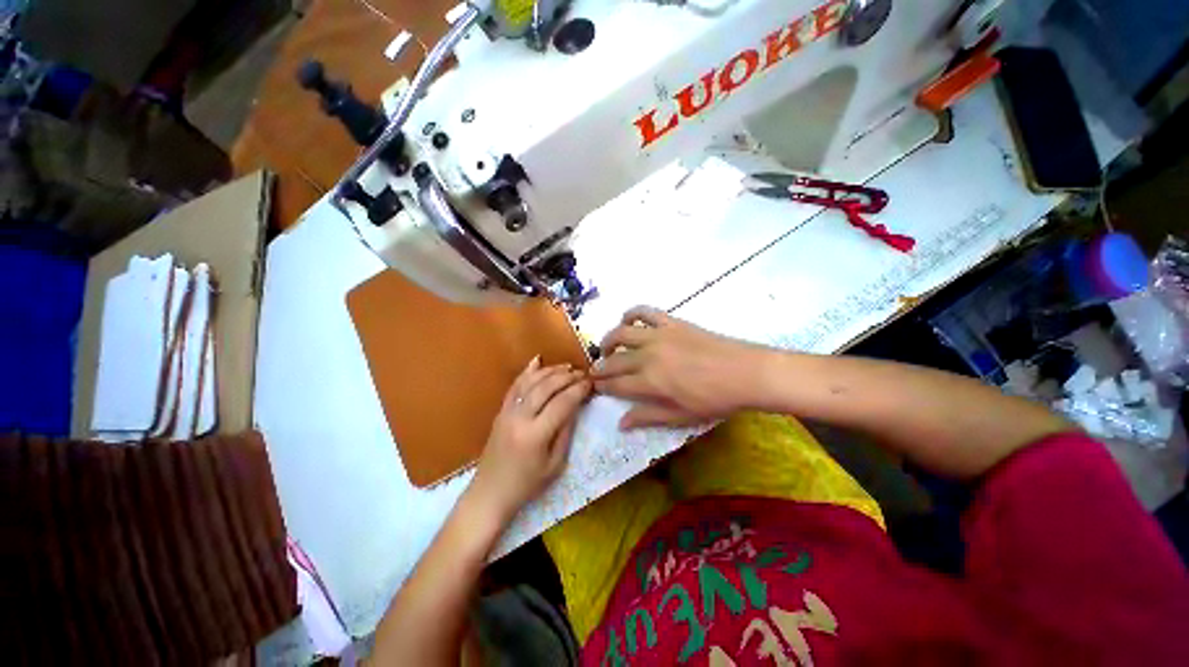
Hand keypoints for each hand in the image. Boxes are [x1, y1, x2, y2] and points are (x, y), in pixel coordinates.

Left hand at [471, 357, 590, 520]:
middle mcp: (519, 418)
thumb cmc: (526, 485)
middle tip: (582, 372)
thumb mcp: (555, 464)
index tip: (590, 383)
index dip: (578, 390)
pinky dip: (527, 371)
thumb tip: (575, 406)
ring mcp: (507, 412)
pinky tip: (537, 360)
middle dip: (566, 377)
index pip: (562, 403)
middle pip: (546, 387)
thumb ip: (566, 432)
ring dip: (550, 371)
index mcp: (535, 435)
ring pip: (530, 382)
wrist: (489, 493)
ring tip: (567, 366)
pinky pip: (514, 386)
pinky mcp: (500, 411)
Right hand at [592, 306, 767, 429]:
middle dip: (600, 367)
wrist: (746, 373)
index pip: (616, 384)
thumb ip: (648, 417)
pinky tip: (627, 320)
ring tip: (607, 348)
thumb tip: (620, 423)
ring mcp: (659, 335)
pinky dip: (631, 314)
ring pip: (622, 332)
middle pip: (615, 360)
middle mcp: (648, 356)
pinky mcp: (671, 322)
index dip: (602, 386)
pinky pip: (644, 312)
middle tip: (595, 371)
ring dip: (608, 340)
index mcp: (650, 382)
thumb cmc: (715, 400)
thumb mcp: (681, 416)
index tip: (594, 386)